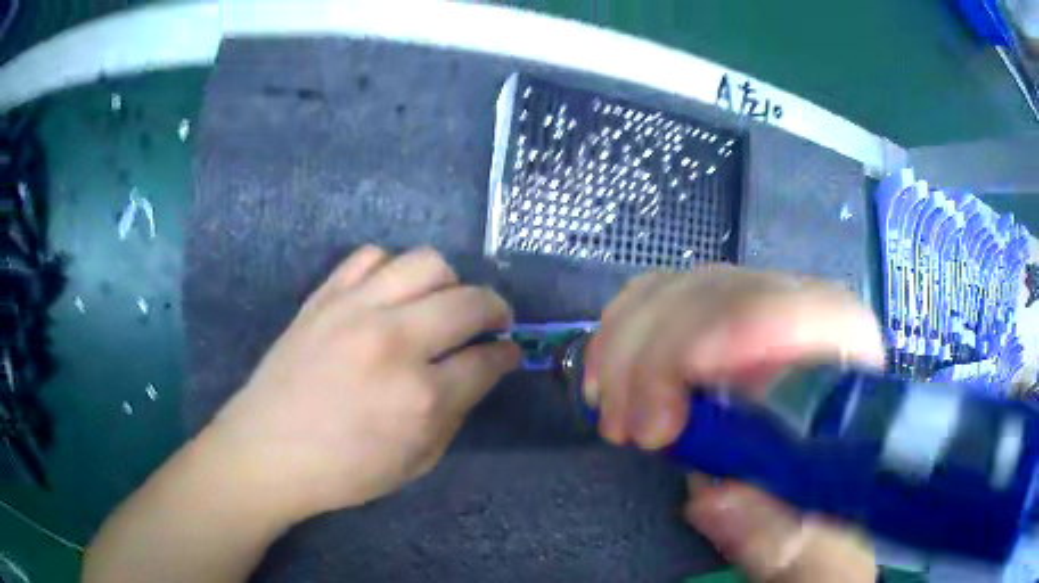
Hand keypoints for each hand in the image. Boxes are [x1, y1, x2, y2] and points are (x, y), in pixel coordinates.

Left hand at [207, 245, 519, 517]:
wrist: (267, 450)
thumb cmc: (343, 471)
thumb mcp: (416, 461)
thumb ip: (456, 412)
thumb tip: (480, 369)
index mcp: (421, 397)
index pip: (487, 359)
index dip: (507, 354)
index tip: (509, 351)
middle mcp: (394, 342)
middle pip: (469, 300)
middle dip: (495, 309)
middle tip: (491, 323)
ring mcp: (356, 310)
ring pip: (427, 262)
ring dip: (448, 282)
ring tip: (441, 303)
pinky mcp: (325, 296)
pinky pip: (371, 257)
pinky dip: (392, 270)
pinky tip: (389, 294)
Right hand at [587, 265, 882, 581]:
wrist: (812, 482)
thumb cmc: (821, 509)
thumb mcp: (813, 541)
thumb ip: (782, 533)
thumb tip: (716, 499)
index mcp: (850, 362)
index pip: (811, 312)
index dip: (742, 334)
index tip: (676, 411)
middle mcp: (808, 319)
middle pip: (730, 295)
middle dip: (664, 358)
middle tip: (638, 434)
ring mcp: (756, 309)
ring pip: (684, 290)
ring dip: (631, 350)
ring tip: (619, 421)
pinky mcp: (715, 315)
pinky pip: (659, 294)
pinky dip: (621, 331)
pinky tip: (609, 379)